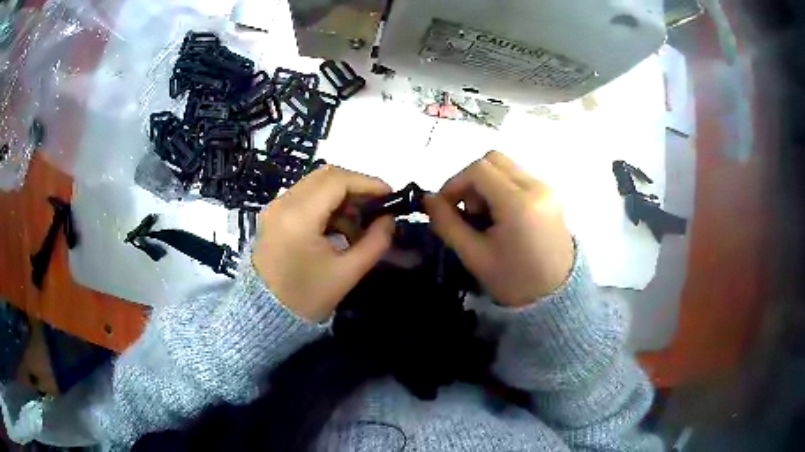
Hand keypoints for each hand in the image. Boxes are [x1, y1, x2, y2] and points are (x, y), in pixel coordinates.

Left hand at [252, 166, 394, 321]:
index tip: (390, 196)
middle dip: (356, 187)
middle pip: (326, 176)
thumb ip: (375, 242)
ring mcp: (275, 208)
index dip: (368, 183)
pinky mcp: (273, 215)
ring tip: (359, 224)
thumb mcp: (348, 272)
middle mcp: (283, 203)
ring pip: (315, 184)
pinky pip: (304, 197)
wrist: (266, 315)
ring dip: (341, 197)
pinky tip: (339, 228)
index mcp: (299, 217)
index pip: (338, 181)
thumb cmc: (307, 297)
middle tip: (377, 207)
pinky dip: (326, 205)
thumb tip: (389, 220)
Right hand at [424, 151, 573, 306]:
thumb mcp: (474, 256)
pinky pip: (517, 176)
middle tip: (468, 211)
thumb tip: (428, 199)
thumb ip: (447, 223)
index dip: (455, 183)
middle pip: (493, 160)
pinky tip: (501, 216)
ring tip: (486, 216)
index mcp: (519, 204)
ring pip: (505, 166)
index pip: (479, 170)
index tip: (445, 207)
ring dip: (486, 184)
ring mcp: (547, 188)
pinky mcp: (551, 193)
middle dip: (471, 181)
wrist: (555, 295)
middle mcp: (536, 187)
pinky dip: (501, 188)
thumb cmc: (513, 281)